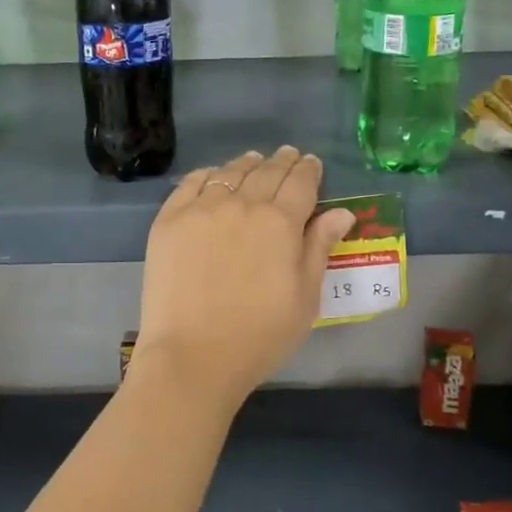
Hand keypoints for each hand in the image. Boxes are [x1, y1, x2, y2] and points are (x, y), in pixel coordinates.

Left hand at [135, 146, 357, 406]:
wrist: (192, 355)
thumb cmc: (259, 336)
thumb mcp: (304, 298)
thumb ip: (319, 248)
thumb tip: (342, 212)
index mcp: (281, 222)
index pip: (300, 182)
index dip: (309, 170)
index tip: (311, 163)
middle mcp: (242, 204)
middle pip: (266, 172)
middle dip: (281, 162)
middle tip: (287, 156)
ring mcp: (201, 209)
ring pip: (230, 173)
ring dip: (247, 164)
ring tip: (254, 161)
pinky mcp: (169, 219)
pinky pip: (191, 183)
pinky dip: (208, 174)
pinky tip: (214, 176)